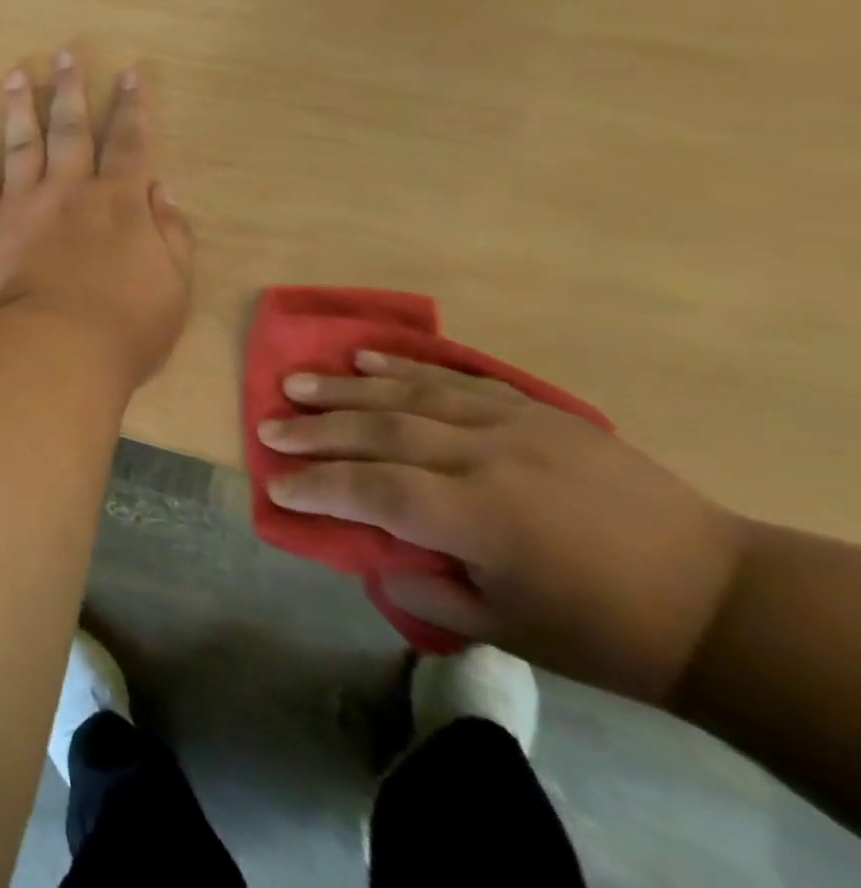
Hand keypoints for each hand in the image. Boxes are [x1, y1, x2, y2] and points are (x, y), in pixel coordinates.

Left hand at [0, 53, 194, 391]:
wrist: (52, 350)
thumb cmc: (122, 328)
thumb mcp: (172, 287)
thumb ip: (172, 235)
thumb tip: (164, 192)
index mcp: (120, 202)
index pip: (131, 144)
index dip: (133, 108)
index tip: (130, 74)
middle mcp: (70, 190)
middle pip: (72, 130)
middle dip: (71, 90)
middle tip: (65, 55)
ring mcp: (24, 204)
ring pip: (23, 143)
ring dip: (20, 106)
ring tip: (15, 74)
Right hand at [261, 353, 745, 702]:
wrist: (723, 597)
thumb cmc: (607, 630)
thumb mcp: (511, 632)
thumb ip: (429, 590)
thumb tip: (372, 555)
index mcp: (481, 518)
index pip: (374, 490)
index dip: (318, 487)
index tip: (275, 486)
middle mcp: (486, 457)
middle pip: (379, 431)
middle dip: (315, 430)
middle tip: (266, 427)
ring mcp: (512, 423)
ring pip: (408, 393)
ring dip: (344, 388)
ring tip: (295, 383)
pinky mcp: (535, 409)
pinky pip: (456, 377)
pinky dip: (404, 365)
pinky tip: (363, 358)